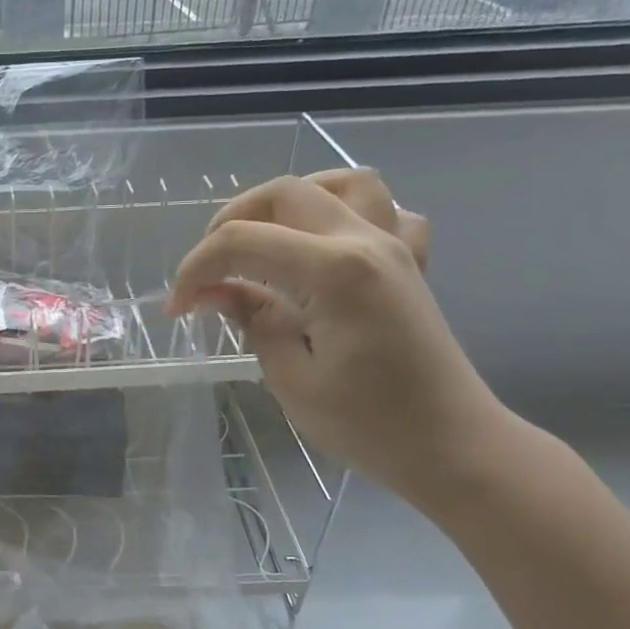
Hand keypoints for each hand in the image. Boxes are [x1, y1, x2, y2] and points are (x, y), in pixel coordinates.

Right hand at [169, 168, 510, 504]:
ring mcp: (396, 246)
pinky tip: (324, 248)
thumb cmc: (366, 423)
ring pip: (342, 183)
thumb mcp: (291, 377)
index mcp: (334, 271)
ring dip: (291, 201)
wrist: (452, 445)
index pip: (242, 241)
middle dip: (230, 223)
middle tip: (209, 270)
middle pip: (284, 193)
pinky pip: (385, 211)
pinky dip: (347, 215)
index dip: (196, 269)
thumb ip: (252, 319)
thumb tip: (213, 291)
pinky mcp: (411, 263)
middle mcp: (366, 241)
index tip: (177, 307)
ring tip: (263, 238)